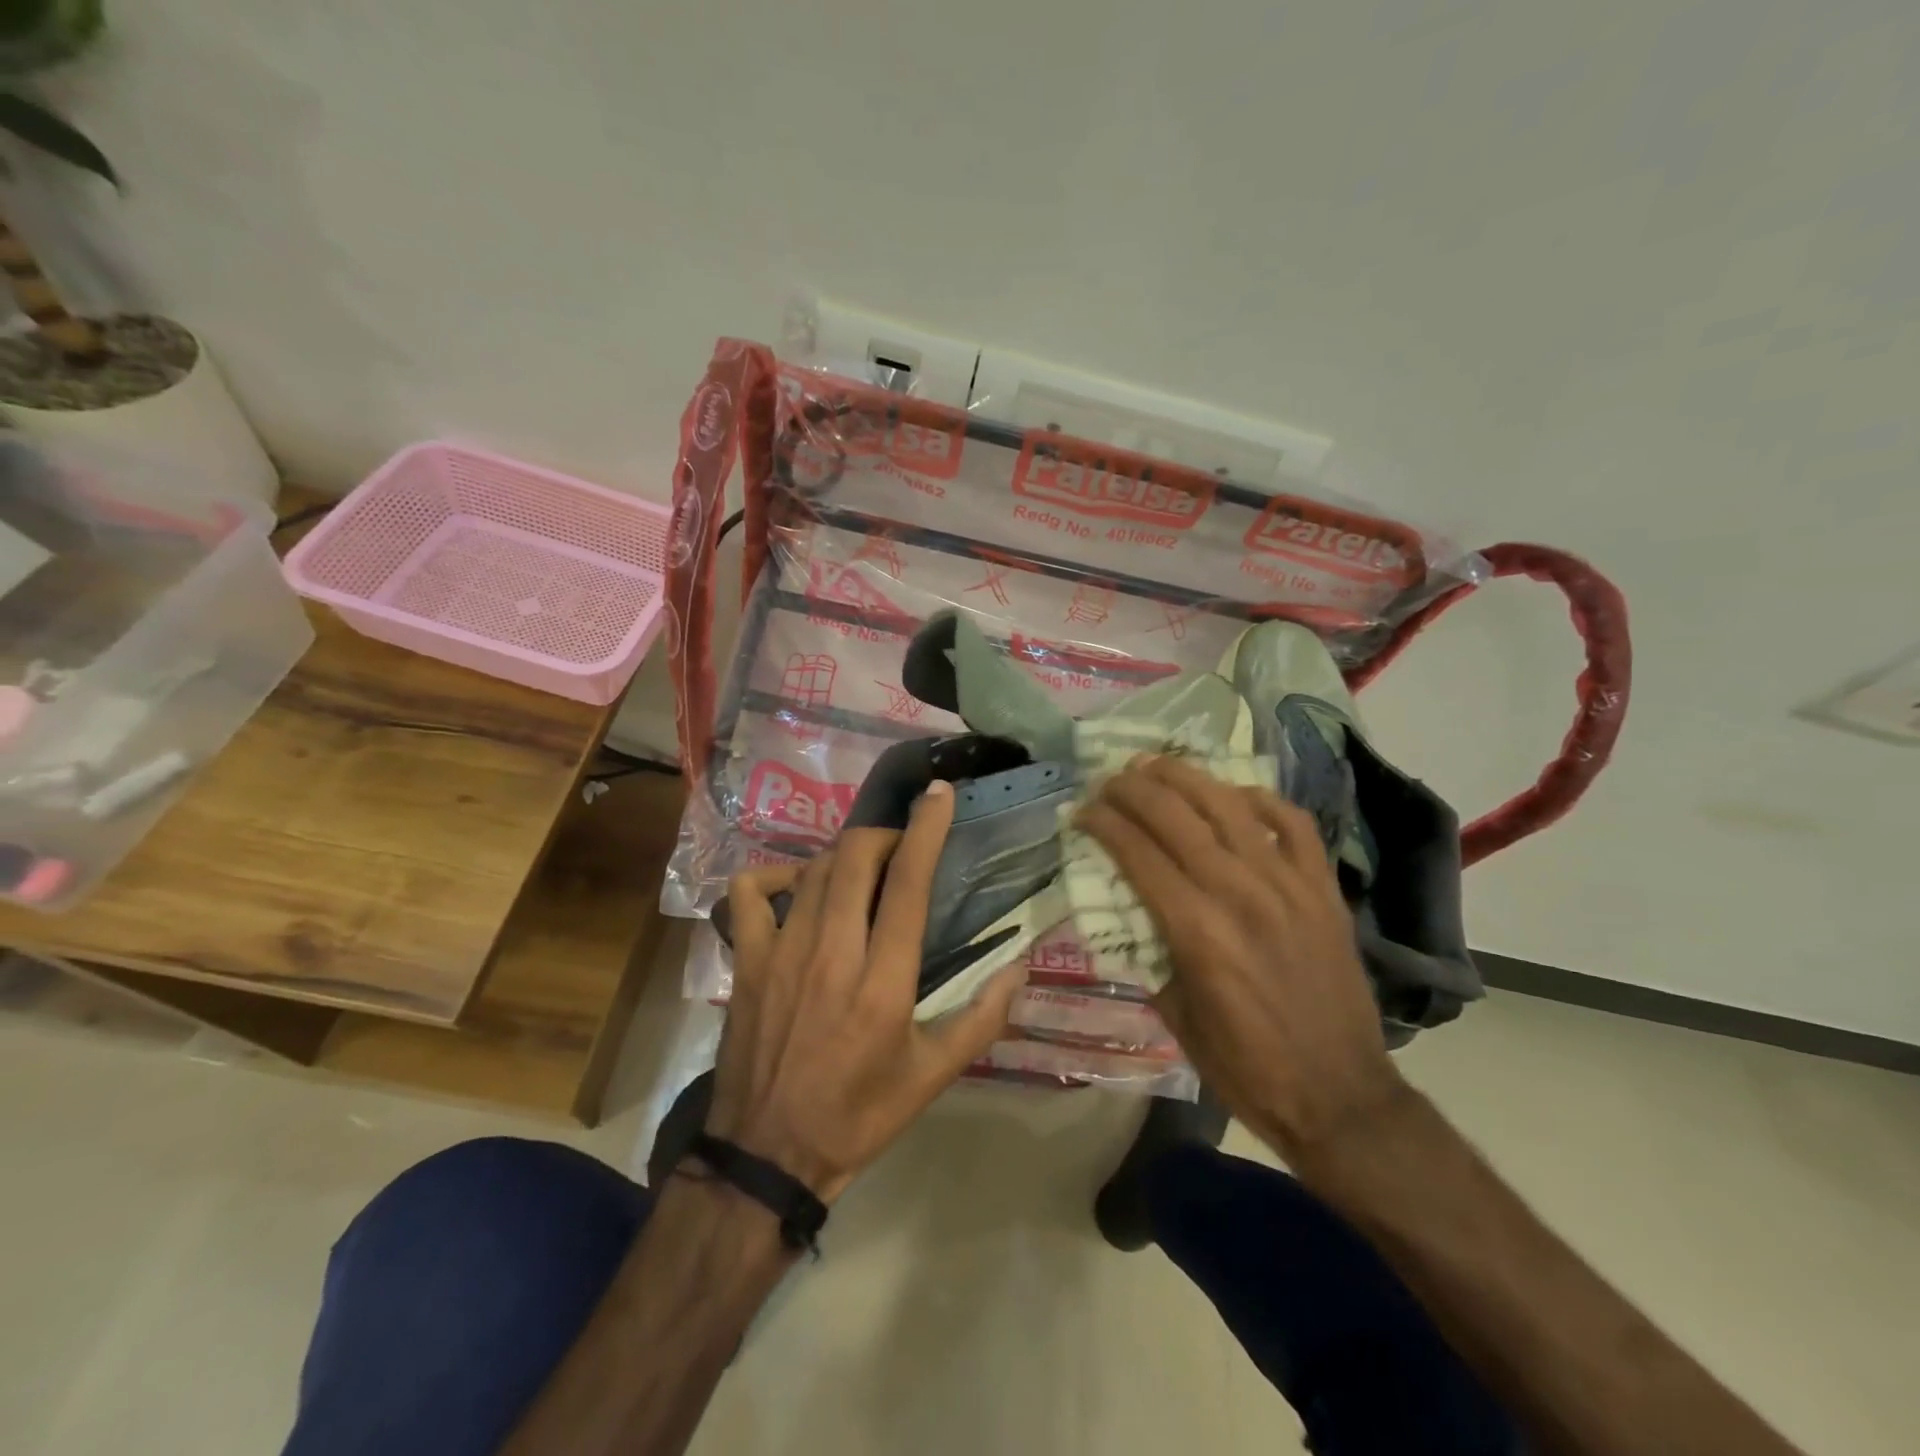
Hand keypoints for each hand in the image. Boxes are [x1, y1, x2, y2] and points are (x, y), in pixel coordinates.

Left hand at [708, 782, 1024, 1204]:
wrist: (766, 1154)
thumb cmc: (858, 1115)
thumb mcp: (932, 1077)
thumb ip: (982, 1018)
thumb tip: (1020, 966)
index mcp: (883, 981)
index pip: (907, 884)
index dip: (926, 829)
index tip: (939, 794)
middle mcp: (832, 952)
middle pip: (856, 857)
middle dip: (884, 836)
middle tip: (901, 849)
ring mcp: (782, 951)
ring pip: (814, 869)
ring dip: (845, 855)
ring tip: (862, 869)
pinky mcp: (748, 960)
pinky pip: (750, 892)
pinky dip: (774, 876)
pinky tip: (795, 889)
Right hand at [1077, 756, 1405, 1159]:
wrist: (1340, 1098)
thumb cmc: (1245, 1067)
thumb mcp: (1174, 1015)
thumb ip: (1150, 951)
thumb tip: (1130, 908)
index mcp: (1196, 930)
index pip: (1137, 853)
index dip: (1103, 824)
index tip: (1082, 812)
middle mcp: (1239, 893)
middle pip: (1175, 817)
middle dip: (1133, 790)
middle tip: (1109, 780)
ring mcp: (1287, 885)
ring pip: (1228, 806)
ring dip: (1185, 777)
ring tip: (1155, 765)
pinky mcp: (1322, 888)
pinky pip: (1292, 823)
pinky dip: (1260, 799)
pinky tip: (1234, 794)